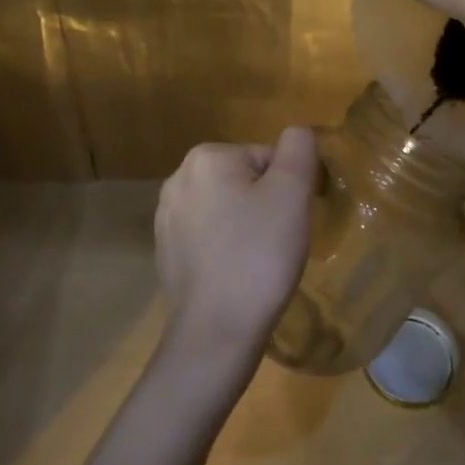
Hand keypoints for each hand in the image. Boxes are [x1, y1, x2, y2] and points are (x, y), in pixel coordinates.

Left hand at [153, 128, 317, 363]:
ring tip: (258, 261)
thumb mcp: (292, 192)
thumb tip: (298, 133)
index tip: (290, 221)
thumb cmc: (259, 255)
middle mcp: (177, 179)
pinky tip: (236, 274)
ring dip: (247, 226)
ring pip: (227, 208)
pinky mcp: (165, 252)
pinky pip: (209, 236)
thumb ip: (299, 149)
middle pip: (245, 180)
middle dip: (266, 205)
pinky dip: (227, 248)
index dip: (288, 188)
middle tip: (277, 241)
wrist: (216, 332)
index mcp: (206, 157)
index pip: (267, 158)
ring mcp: (166, 218)